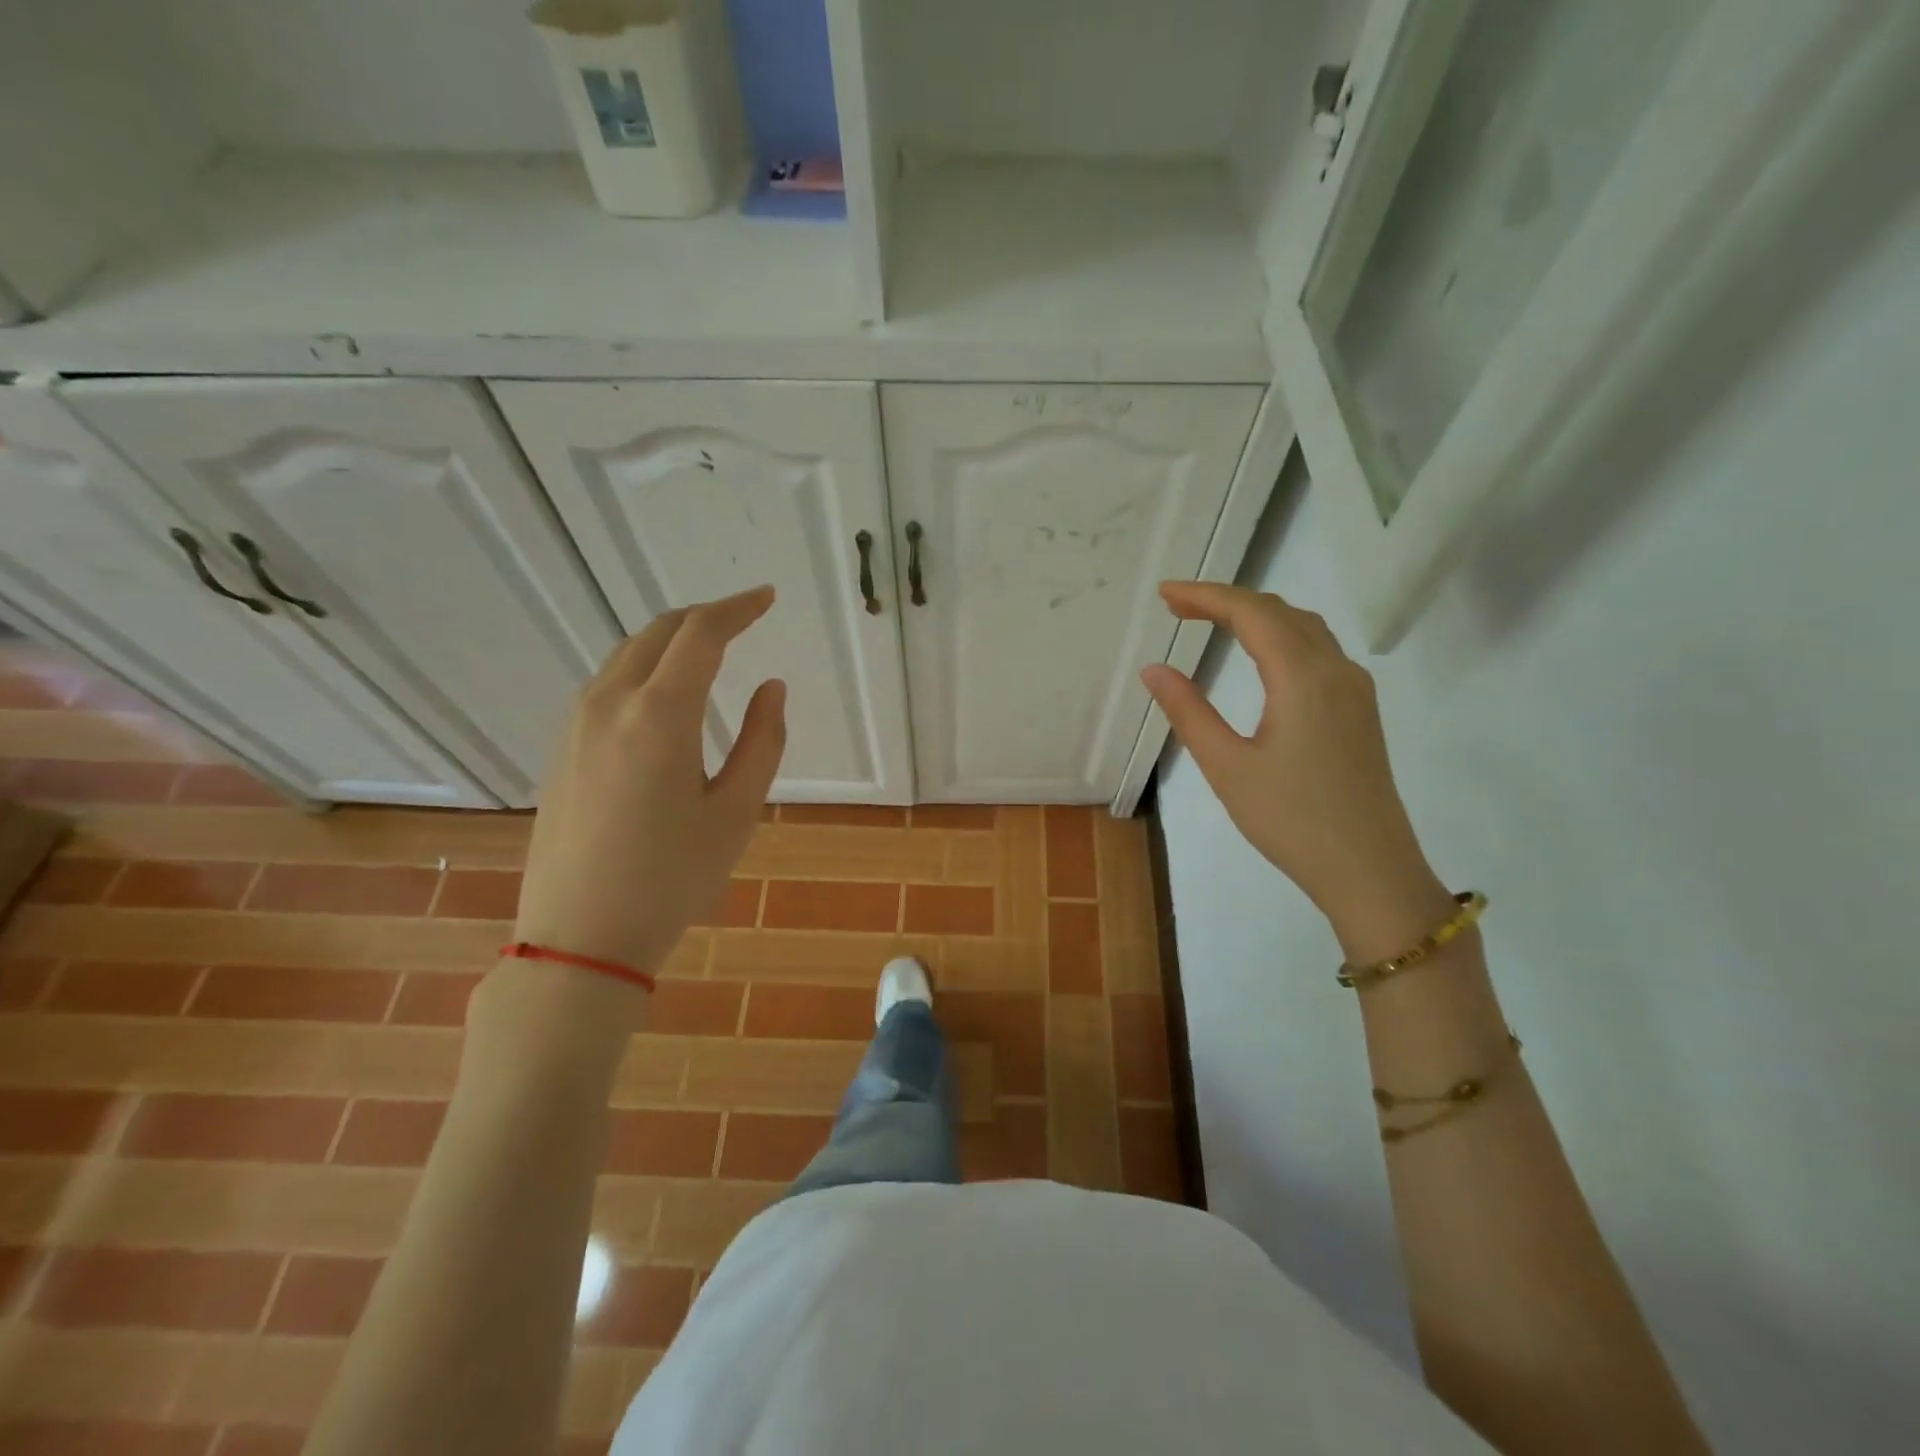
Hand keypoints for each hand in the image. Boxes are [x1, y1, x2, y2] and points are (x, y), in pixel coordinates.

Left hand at [512, 586, 786, 976]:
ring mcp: (575, 726)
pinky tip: (664, 697)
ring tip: (709, 653)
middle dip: (704, 617)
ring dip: (670, 642)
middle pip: (658, 633)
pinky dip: (644, 670)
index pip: (701, 634)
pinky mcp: (561, 750)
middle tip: (742, 619)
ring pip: (626, 656)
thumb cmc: (673, 878)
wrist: (580, 937)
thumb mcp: (736, 812)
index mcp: (659, 715)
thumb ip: (763, 741)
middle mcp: (609, 704)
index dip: (738, 608)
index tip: (766, 597)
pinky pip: (606, 686)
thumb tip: (770, 687)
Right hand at [1141, 582, 1450, 956]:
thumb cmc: (1292, 820)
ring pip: (1304, 628)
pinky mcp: (1359, 711)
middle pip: (1280, 612)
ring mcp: (1354, 690)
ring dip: (1257, 616)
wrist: (1370, 870)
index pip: (1251, 614)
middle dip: (1227, 601)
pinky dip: (1280, 637)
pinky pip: (1318, 651)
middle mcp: (1336, 670)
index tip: (1165, 594)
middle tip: (1178, 608)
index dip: (1206, 596)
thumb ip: (1189, 712)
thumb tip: (1154, 669)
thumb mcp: (1227, 767)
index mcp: (1303, 678)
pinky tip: (1260, 657)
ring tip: (1212, 622)